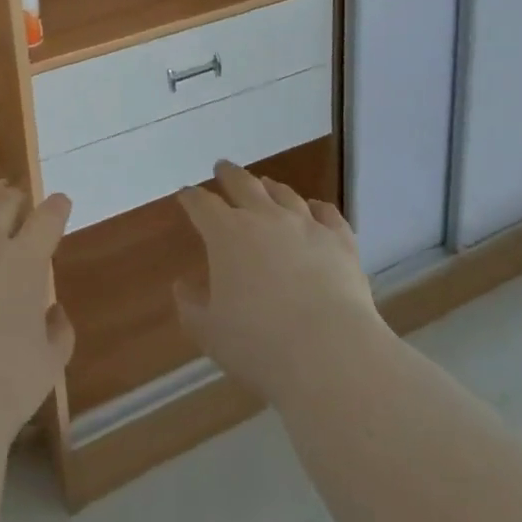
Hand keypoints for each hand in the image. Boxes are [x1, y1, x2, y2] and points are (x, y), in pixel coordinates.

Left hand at [0, 188, 74, 451]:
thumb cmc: (4, 390)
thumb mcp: (50, 365)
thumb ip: (59, 330)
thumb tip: (54, 310)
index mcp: (25, 261)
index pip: (48, 216)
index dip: (57, 207)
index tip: (60, 206)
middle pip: (4, 201)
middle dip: (16, 202)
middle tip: (17, 213)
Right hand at [175, 163, 389, 405]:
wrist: (330, 353)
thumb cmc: (260, 345)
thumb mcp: (210, 333)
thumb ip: (191, 306)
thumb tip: (182, 286)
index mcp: (226, 234)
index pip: (202, 205)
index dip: (191, 198)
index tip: (185, 194)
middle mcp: (264, 218)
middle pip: (243, 184)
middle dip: (229, 175)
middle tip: (222, 168)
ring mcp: (305, 225)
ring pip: (285, 194)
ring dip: (271, 187)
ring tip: (266, 184)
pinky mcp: (339, 241)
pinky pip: (328, 214)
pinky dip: (319, 208)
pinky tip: (317, 208)